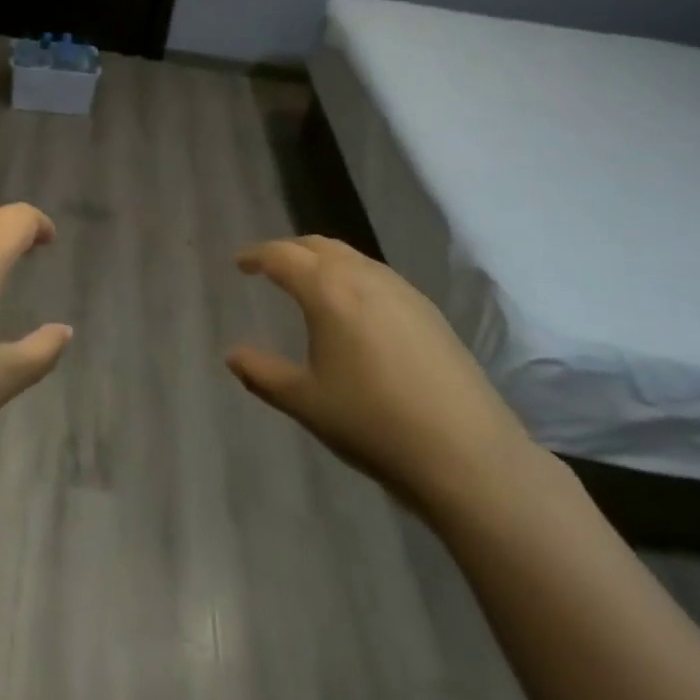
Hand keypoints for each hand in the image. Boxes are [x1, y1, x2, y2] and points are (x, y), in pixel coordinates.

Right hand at [226, 236, 537, 522]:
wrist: (467, 453)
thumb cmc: (373, 424)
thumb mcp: (306, 402)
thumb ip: (263, 374)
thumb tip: (232, 355)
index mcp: (328, 291)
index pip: (282, 256)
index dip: (256, 255)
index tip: (240, 263)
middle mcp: (364, 277)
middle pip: (318, 245)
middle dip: (289, 250)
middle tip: (270, 267)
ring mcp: (402, 290)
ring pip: (352, 257)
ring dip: (323, 260)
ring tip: (309, 284)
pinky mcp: (428, 310)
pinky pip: (377, 275)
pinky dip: (352, 276)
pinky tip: (355, 309)